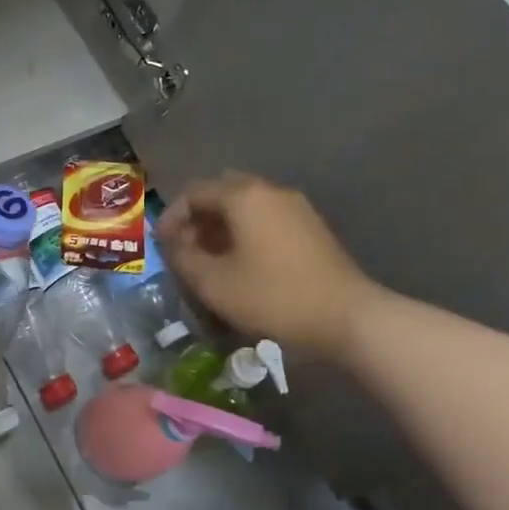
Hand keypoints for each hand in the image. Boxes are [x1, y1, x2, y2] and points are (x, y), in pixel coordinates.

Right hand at [158, 172, 383, 356]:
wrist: (347, 318)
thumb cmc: (272, 296)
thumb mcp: (213, 282)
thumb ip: (182, 257)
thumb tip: (171, 243)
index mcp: (243, 196)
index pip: (193, 192)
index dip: (171, 217)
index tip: (162, 246)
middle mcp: (270, 191)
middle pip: (222, 193)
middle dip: (198, 218)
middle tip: (186, 248)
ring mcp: (296, 208)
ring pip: (246, 207)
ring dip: (222, 227)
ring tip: (210, 261)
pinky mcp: (311, 229)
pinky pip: (266, 220)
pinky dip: (246, 234)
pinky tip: (242, 265)